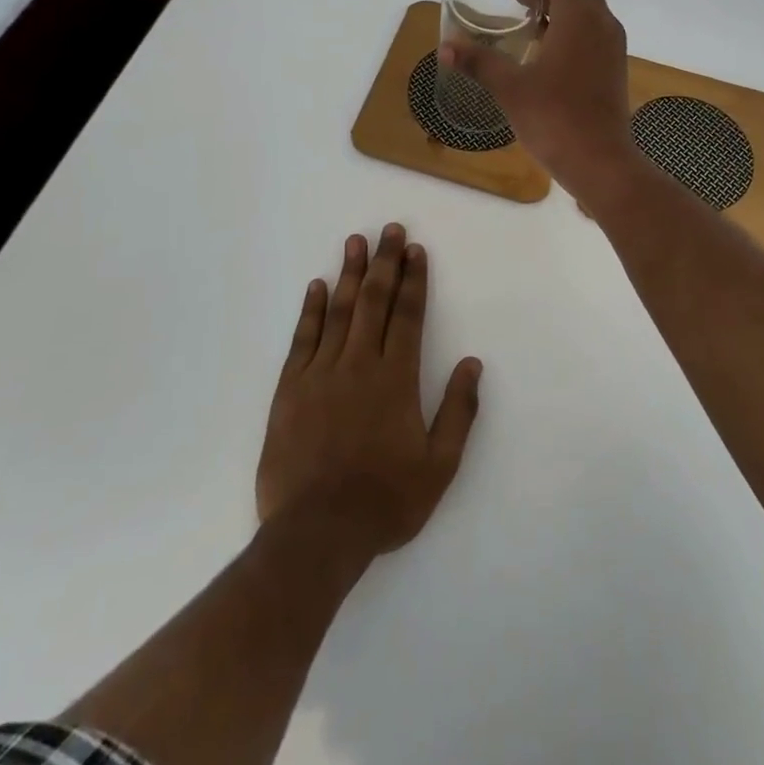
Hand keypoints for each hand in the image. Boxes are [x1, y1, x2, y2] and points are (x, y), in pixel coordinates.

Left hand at [256, 225, 482, 560]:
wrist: (317, 535)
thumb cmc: (385, 501)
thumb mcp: (440, 466)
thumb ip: (459, 411)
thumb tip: (473, 364)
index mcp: (396, 379)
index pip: (408, 315)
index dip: (414, 280)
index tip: (415, 250)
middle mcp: (359, 365)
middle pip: (374, 301)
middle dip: (384, 262)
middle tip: (390, 229)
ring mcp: (321, 374)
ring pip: (339, 312)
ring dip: (349, 274)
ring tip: (356, 241)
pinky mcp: (290, 390)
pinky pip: (303, 339)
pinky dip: (311, 310)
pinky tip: (317, 287)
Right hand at [440, 0, 637, 196]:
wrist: (601, 162)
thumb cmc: (555, 119)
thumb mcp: (510, 88)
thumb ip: (479, 62)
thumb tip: (446, 48)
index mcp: (580, 19)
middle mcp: (602, 25)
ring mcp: (611, 47)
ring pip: (586, 7)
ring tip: (526, 1)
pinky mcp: (611, 67)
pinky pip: (591, 27)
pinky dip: (568, 19)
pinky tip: (545, 36)